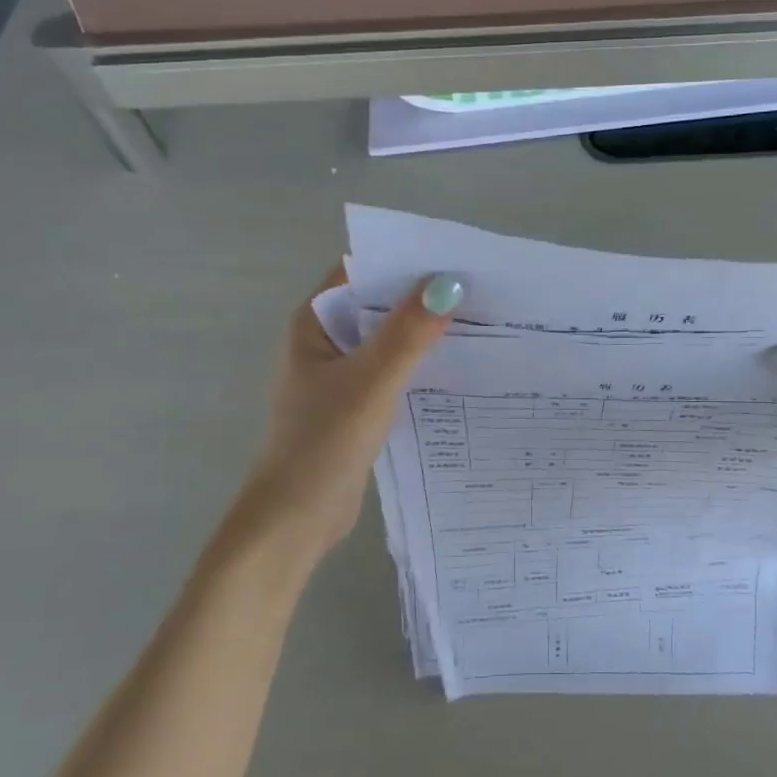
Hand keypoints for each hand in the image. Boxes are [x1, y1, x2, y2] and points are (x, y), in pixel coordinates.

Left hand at [234, 266, 462, 555]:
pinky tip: (458, 370)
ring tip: (479, 325)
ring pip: (388, 343)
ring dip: (424, 335)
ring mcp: (340, 377)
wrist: (297, 518)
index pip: (359, 272)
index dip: (402, 262)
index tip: (452, 259)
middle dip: (422, 299)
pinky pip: (393, 374)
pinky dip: (420, 368)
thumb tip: (449, 284)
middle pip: (378, 306)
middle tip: (479, 292)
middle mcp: (325, 343)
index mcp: (314, 324)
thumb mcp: (371, 381)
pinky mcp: (357, 407)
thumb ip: (408, 333)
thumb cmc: (324, 441)